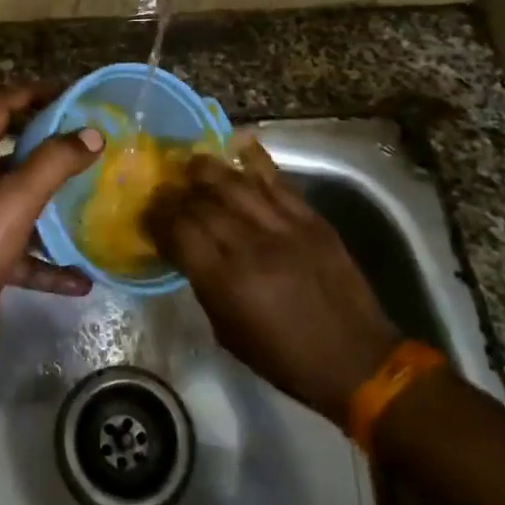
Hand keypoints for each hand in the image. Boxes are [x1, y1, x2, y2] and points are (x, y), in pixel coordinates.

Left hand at [0, 85, 104, 365]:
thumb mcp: (17, 197)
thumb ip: (54, 162)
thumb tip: (92, 135)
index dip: (31, 94)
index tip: (70, 95)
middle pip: (12, 154)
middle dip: (49, 148)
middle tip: (89, 144)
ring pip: (21, 205)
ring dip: (54, 206)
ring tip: (93, 203)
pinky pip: (25, 254)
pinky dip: (50, 263)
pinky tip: (82, 277)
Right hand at [144, 140, 399, 423]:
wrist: (357, 361)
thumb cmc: (285, 359)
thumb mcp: (229, 332)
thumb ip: (205, 284)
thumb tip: (187, 251)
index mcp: (226, 283)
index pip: (180, 233)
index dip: (157, 220)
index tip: (146, 214)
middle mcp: (250, 248)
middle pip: (201, 204)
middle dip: (175, 194)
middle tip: (163, 189)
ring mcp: (283, 229)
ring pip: (235, 184)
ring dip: (206, 169)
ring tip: (189, 162)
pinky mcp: (311, 220)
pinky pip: (277, 181)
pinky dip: (256, 159)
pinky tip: (239, 143)